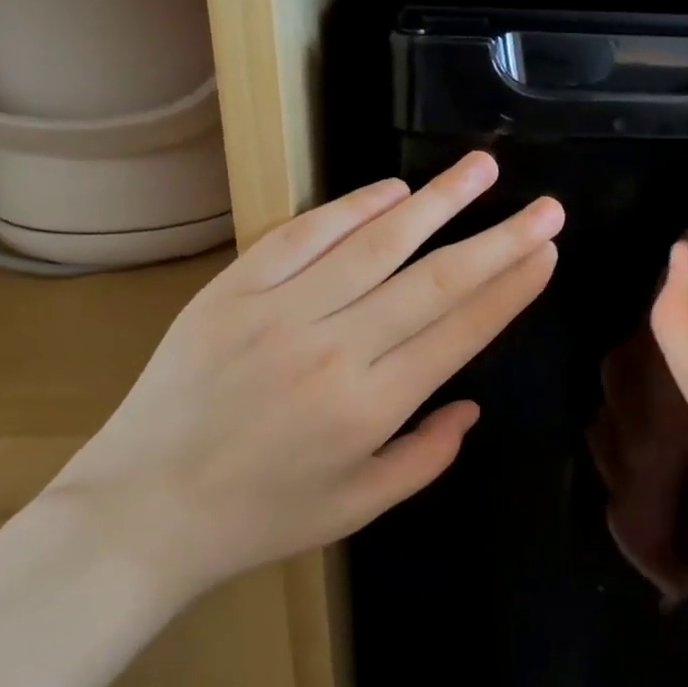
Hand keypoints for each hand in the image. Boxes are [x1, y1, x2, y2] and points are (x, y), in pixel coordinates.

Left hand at [48, 152, 561, 600]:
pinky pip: (303, 236)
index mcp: (371, 407)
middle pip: (435, 280)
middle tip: (545, 206)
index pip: (461, 331)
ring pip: (376, 244)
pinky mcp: (233, 291)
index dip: (511, 288)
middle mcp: (335, 349)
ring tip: (481, 169)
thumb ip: (426, 456)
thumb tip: (472, 406)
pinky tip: (393, 189)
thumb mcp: (357, 506)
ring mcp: (280, 312)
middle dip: (499, 239)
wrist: (141, 510)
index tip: (546, 251)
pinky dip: (352, 208)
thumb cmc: (259, 518)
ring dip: (436, 202)